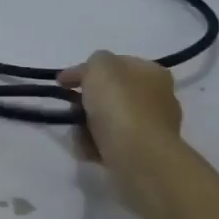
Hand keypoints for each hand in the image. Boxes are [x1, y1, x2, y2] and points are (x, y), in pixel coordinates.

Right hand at [59, 51, 184, 205]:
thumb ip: (94, 62)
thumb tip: (90, 73)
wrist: (137, 156)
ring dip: (87, 126)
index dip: (86, 69)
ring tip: (78, 134)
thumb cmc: (119, 105)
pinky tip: (87, 150)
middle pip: (111, 95)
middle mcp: (157, 99)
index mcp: (152, 73)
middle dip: (86, 101)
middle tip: (71, 108)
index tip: (61, 81)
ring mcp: (150, 128)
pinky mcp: (141, 154)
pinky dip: (95, 146)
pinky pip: (110, 145)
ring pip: (108, 121)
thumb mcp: (100, 67)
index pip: (116, 64)